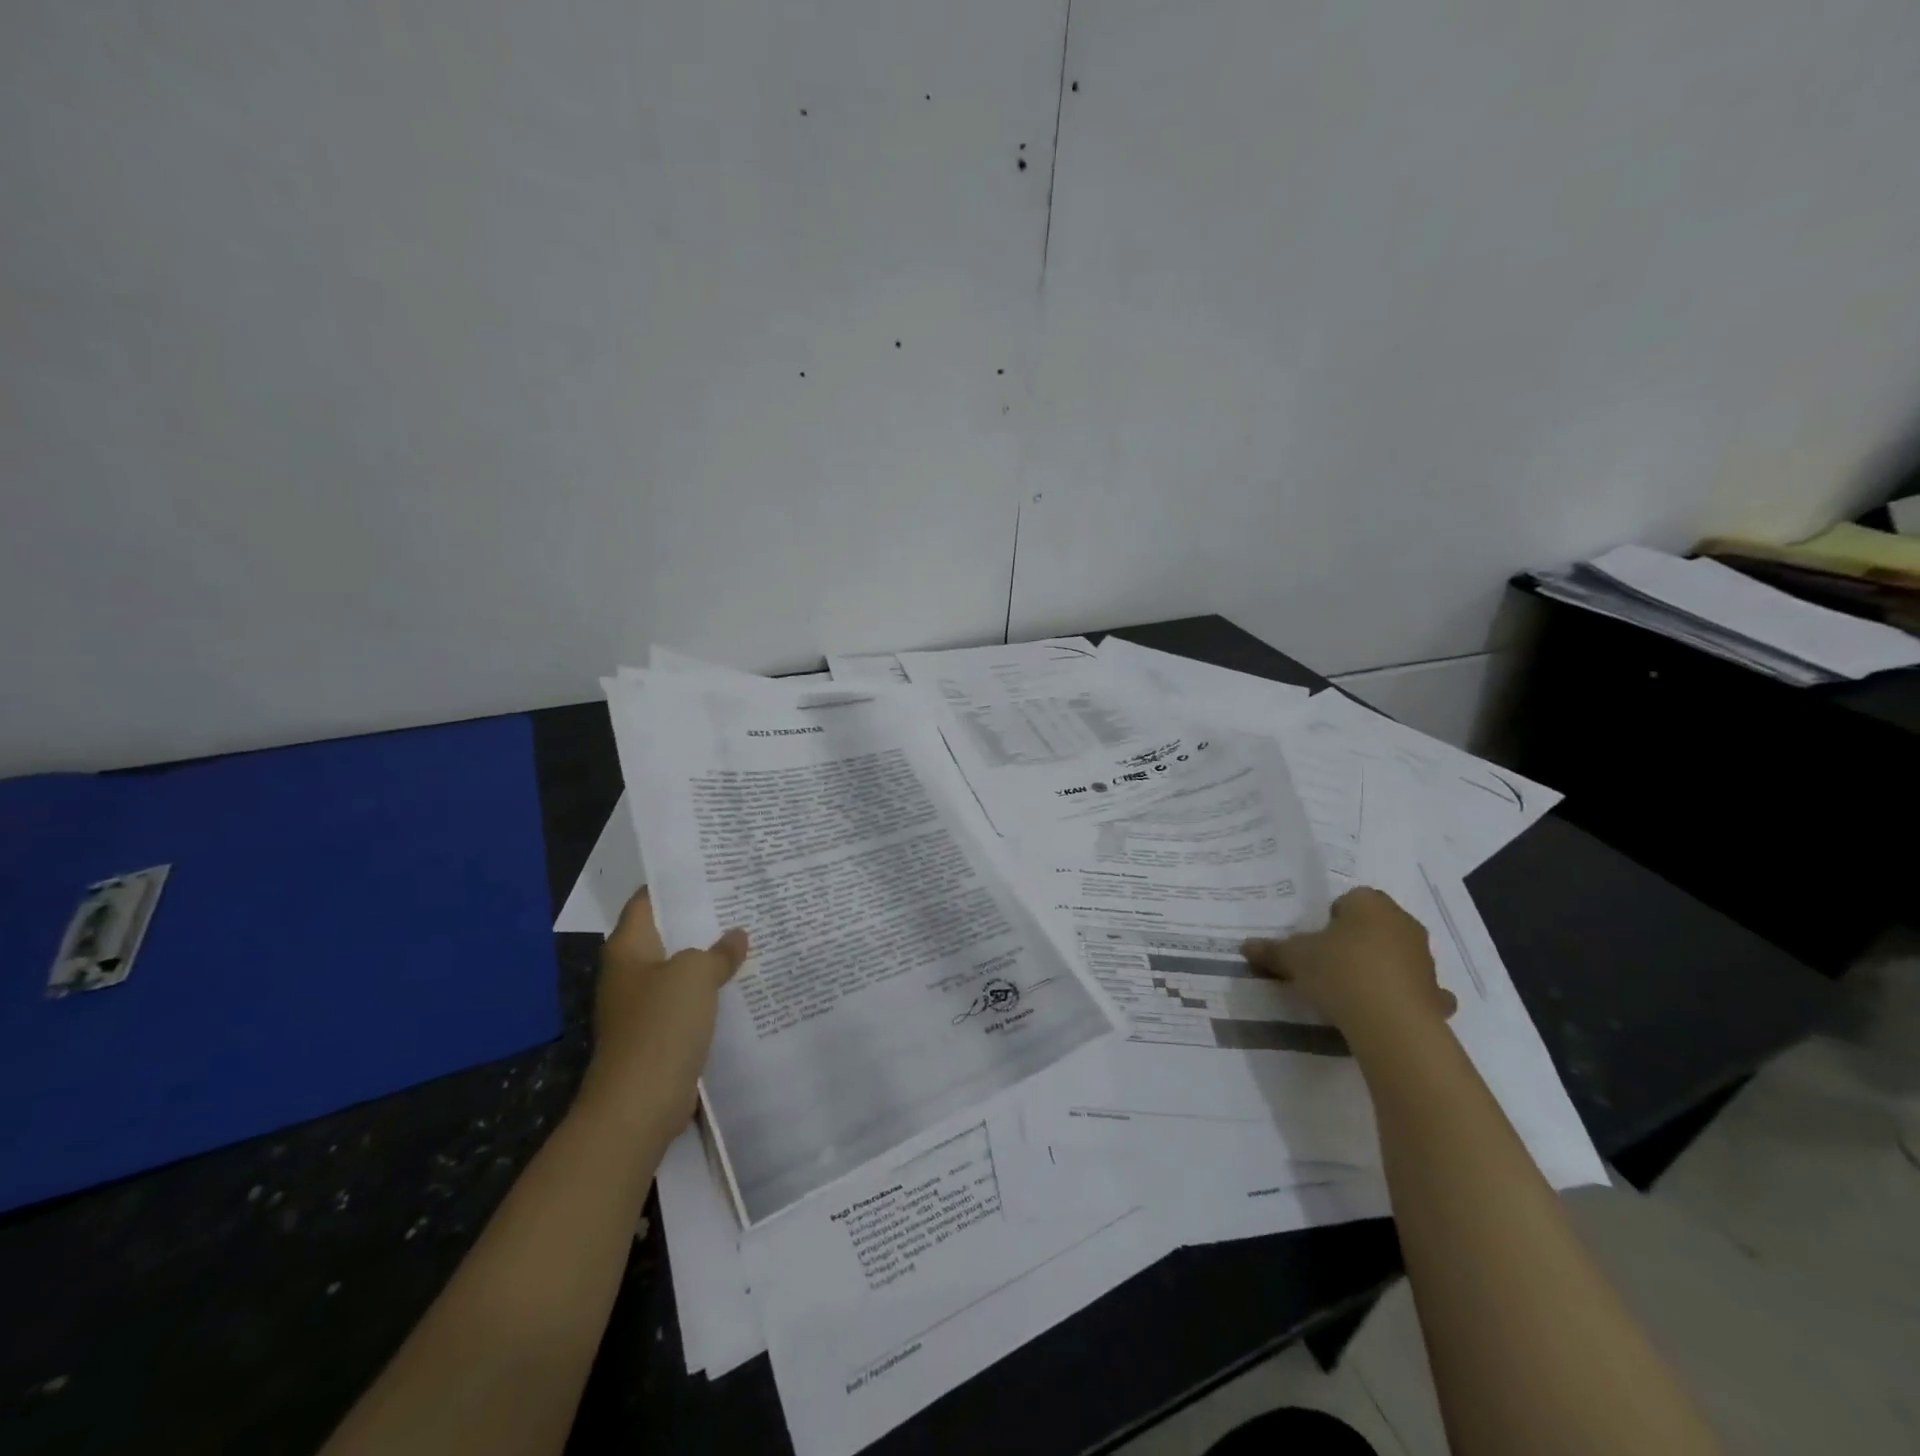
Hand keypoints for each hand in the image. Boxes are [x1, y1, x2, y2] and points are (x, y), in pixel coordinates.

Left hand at [577, 889, 748, 1132]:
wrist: (639, 1104)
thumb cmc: (661, 1025)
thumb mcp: (696, 974)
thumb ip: (719, 951)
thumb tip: (736, 937)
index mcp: (628, 949)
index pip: (648, 901)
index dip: (676, 883)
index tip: (711, 869)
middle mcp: (629, 972)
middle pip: (667, 935)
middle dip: (702, 920)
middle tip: (742, 900)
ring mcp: (641, 1006)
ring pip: (681, 970)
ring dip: (709, 959)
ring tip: (750, 937)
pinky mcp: (657, 1035)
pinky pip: (687, 1002)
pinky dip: (710, 993)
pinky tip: (741, 985)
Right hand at [1242, 886, 1454, 1038]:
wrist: (1392, 1023)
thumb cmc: (1340, 972)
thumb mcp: (1295, 959)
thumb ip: (1272, 951)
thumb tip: (1245, 946)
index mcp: (1370, 904)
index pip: (1350, 899)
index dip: (1331, 918)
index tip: (1316, 941)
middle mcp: (1403, 923)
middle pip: (1375, 925)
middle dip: (1356, 940)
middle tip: (1329, 962)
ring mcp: (1425, 960)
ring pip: (1398, 955)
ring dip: (1381, 967)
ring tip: (1352, 991)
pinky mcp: (1437, 994)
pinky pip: (1418, 990)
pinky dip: (1406, 997)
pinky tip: (1385, 1011)